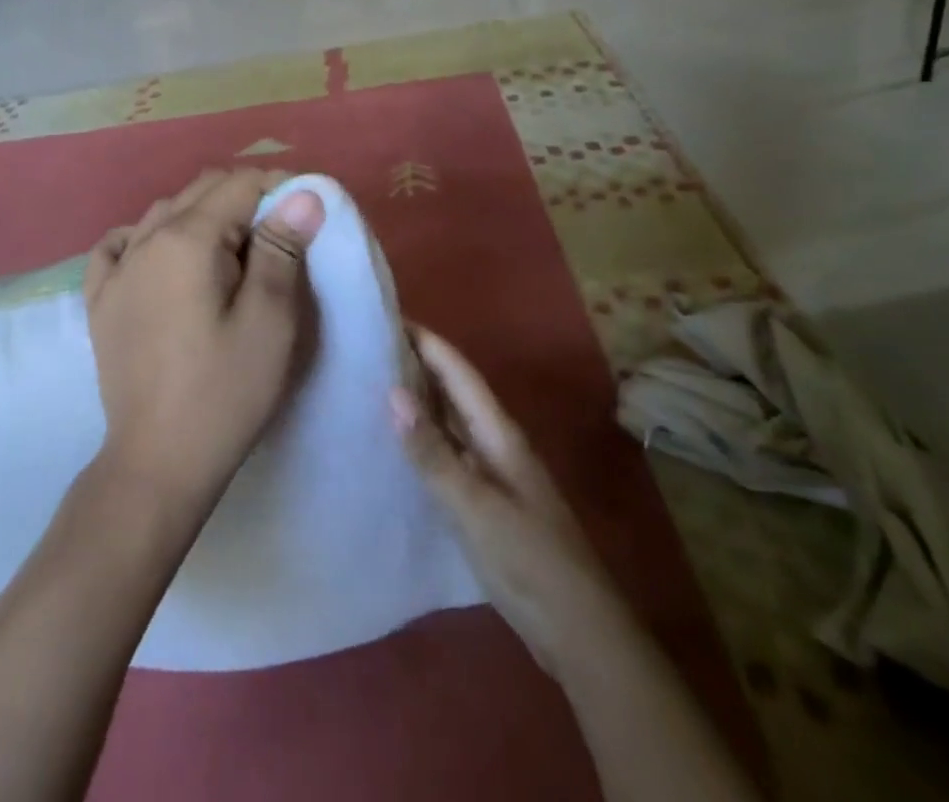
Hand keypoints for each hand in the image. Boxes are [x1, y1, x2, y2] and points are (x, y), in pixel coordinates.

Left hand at [84, 169, 326, 516]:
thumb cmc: (225, 392)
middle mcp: (146, 240)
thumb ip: (282, 249)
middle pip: (201, 190)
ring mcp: (116, 269)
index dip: (279, 187)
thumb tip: (301, 194)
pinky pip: (120, 244)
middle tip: (280, 232)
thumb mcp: (270, 321)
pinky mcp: (100, 299)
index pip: (240, 185)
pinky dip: (147, 236)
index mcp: (187, 239)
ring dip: (203, 214)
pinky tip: (162, 255)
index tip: (307, 211)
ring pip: (164, 212)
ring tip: (233, 248)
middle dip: (245, 196)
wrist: (158, 462)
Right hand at [393, 327, 618, 679]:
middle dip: (417, 363)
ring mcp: (492, 474)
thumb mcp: (475, 507)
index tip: (388, 314)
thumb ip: (433, 453)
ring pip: (450, 422)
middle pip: (454, 390)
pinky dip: (423, 441)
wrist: (580, 633)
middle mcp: (495, 443)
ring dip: (418, 400)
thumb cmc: (530, 561)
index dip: (426, 341)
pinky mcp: (486, 503)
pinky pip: (448, 455)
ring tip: (373, 383)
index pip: (458, 371)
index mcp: (499, 433)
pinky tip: (397, 447)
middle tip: (369, 345)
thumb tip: (393, 392)